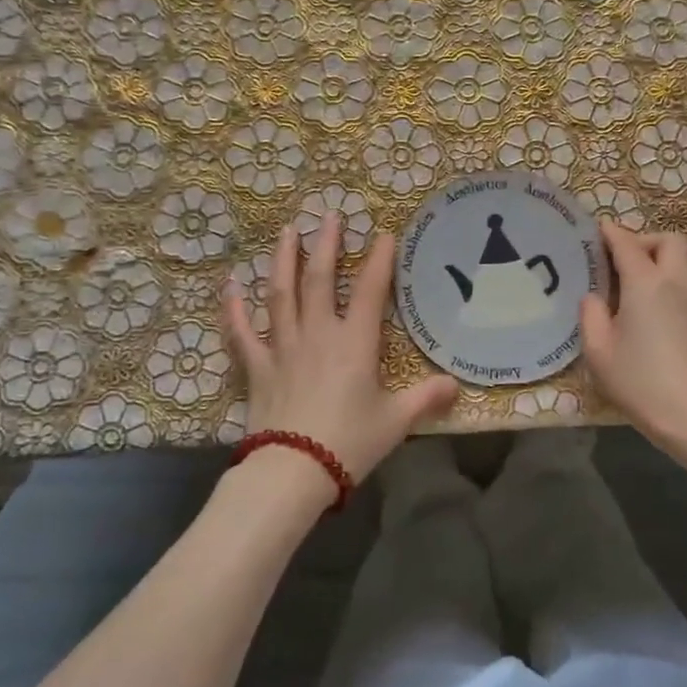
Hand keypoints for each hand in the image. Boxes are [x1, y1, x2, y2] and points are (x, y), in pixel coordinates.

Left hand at [224, 213, 460, 482]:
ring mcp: (283, 347)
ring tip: (286, 232)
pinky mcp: (257, 367)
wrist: (293, 470)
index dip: (380, 260)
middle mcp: (318, 334)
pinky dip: (234, 308)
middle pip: (320, 280)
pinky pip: (242, 332)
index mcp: (355, 343)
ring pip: (280, 294)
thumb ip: (426, 398)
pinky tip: (231, 285)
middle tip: (329, 215)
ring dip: (283, 260)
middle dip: (327, 245)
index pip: (371, 291)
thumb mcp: (396, 421)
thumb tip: (456, 385)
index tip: (384, 233)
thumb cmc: (350, 442)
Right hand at [580, 221, 686, 474]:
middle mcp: (676, 283)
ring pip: (681, 262)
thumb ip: (591, 316)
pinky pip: (686, 284)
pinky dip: (667, 283)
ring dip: (657, 262)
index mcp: (646, 283)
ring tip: (630, 287)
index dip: (608, 233)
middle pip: (667, 241)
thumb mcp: (600, 352)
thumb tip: (593, 298)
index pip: (626, 242)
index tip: (593, 233)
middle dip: (642, 241)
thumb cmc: (643, 384)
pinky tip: (648, 310)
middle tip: (617, 262)